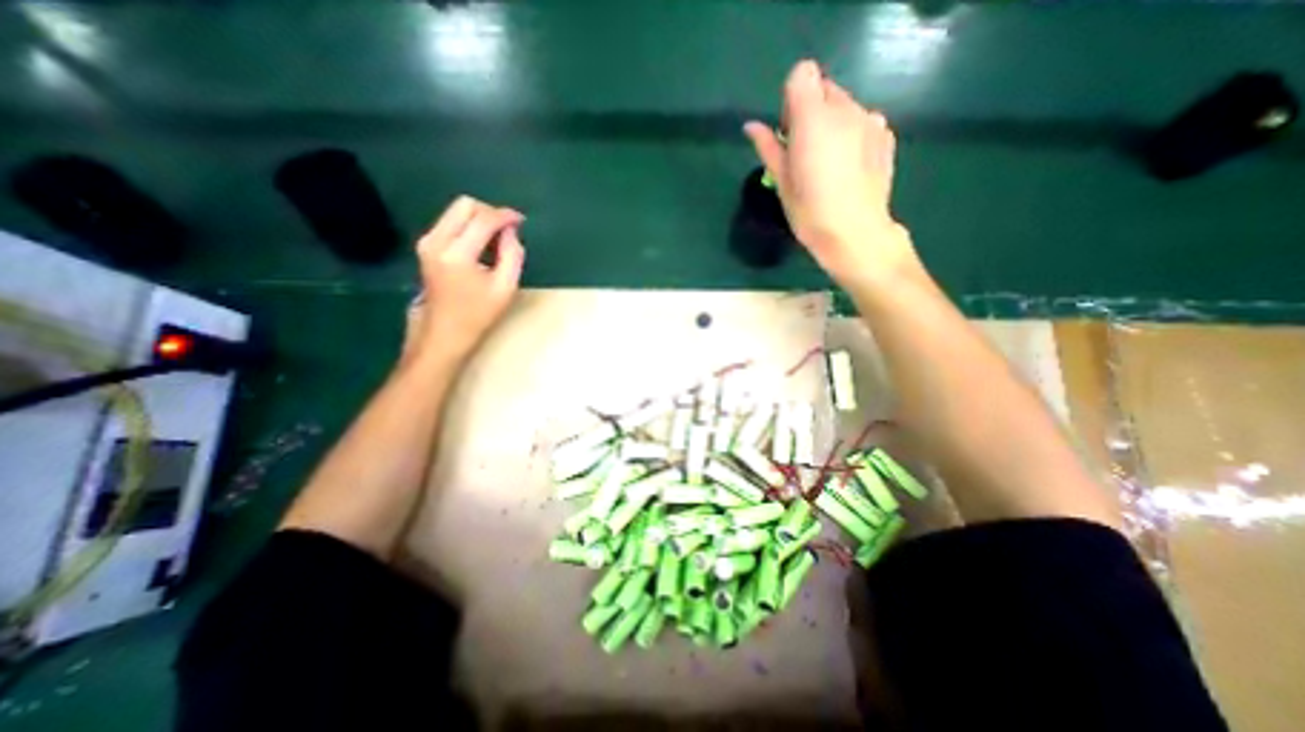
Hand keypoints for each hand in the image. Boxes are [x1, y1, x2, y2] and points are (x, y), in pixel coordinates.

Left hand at [405, 194, 530, 364]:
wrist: (443, 331)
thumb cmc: (478, 314)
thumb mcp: (505, 287)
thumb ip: (513, 254)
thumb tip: (511, 231)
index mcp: (458, 254)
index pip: (483, 219)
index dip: (505, 216)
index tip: (521, 221)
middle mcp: (437, 240)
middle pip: (465, 204)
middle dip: (490, 211)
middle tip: (508, 229)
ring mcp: (427, 241)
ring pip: (456, 210)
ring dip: (480, 218)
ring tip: (497, 238)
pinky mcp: (426, 244)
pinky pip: (450, 221)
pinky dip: (469, 225)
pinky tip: (483, 243)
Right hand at [743, 59, 914, 288]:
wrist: (855, 233)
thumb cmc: (810, 211)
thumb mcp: (782, 182)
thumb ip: (768, 147)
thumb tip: (751, 126)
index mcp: (814, 119)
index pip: (803, 74)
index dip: (792, 98)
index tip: (789, 130)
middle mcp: (846, 110)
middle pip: (824, 88)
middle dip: (811, 111)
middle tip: (805, 152)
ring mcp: (871, 120)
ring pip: (845, 106)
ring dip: (832, 124)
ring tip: (828, 164)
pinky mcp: (885, 135)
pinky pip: (864, 121)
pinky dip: (852, 134)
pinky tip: (849, 167)